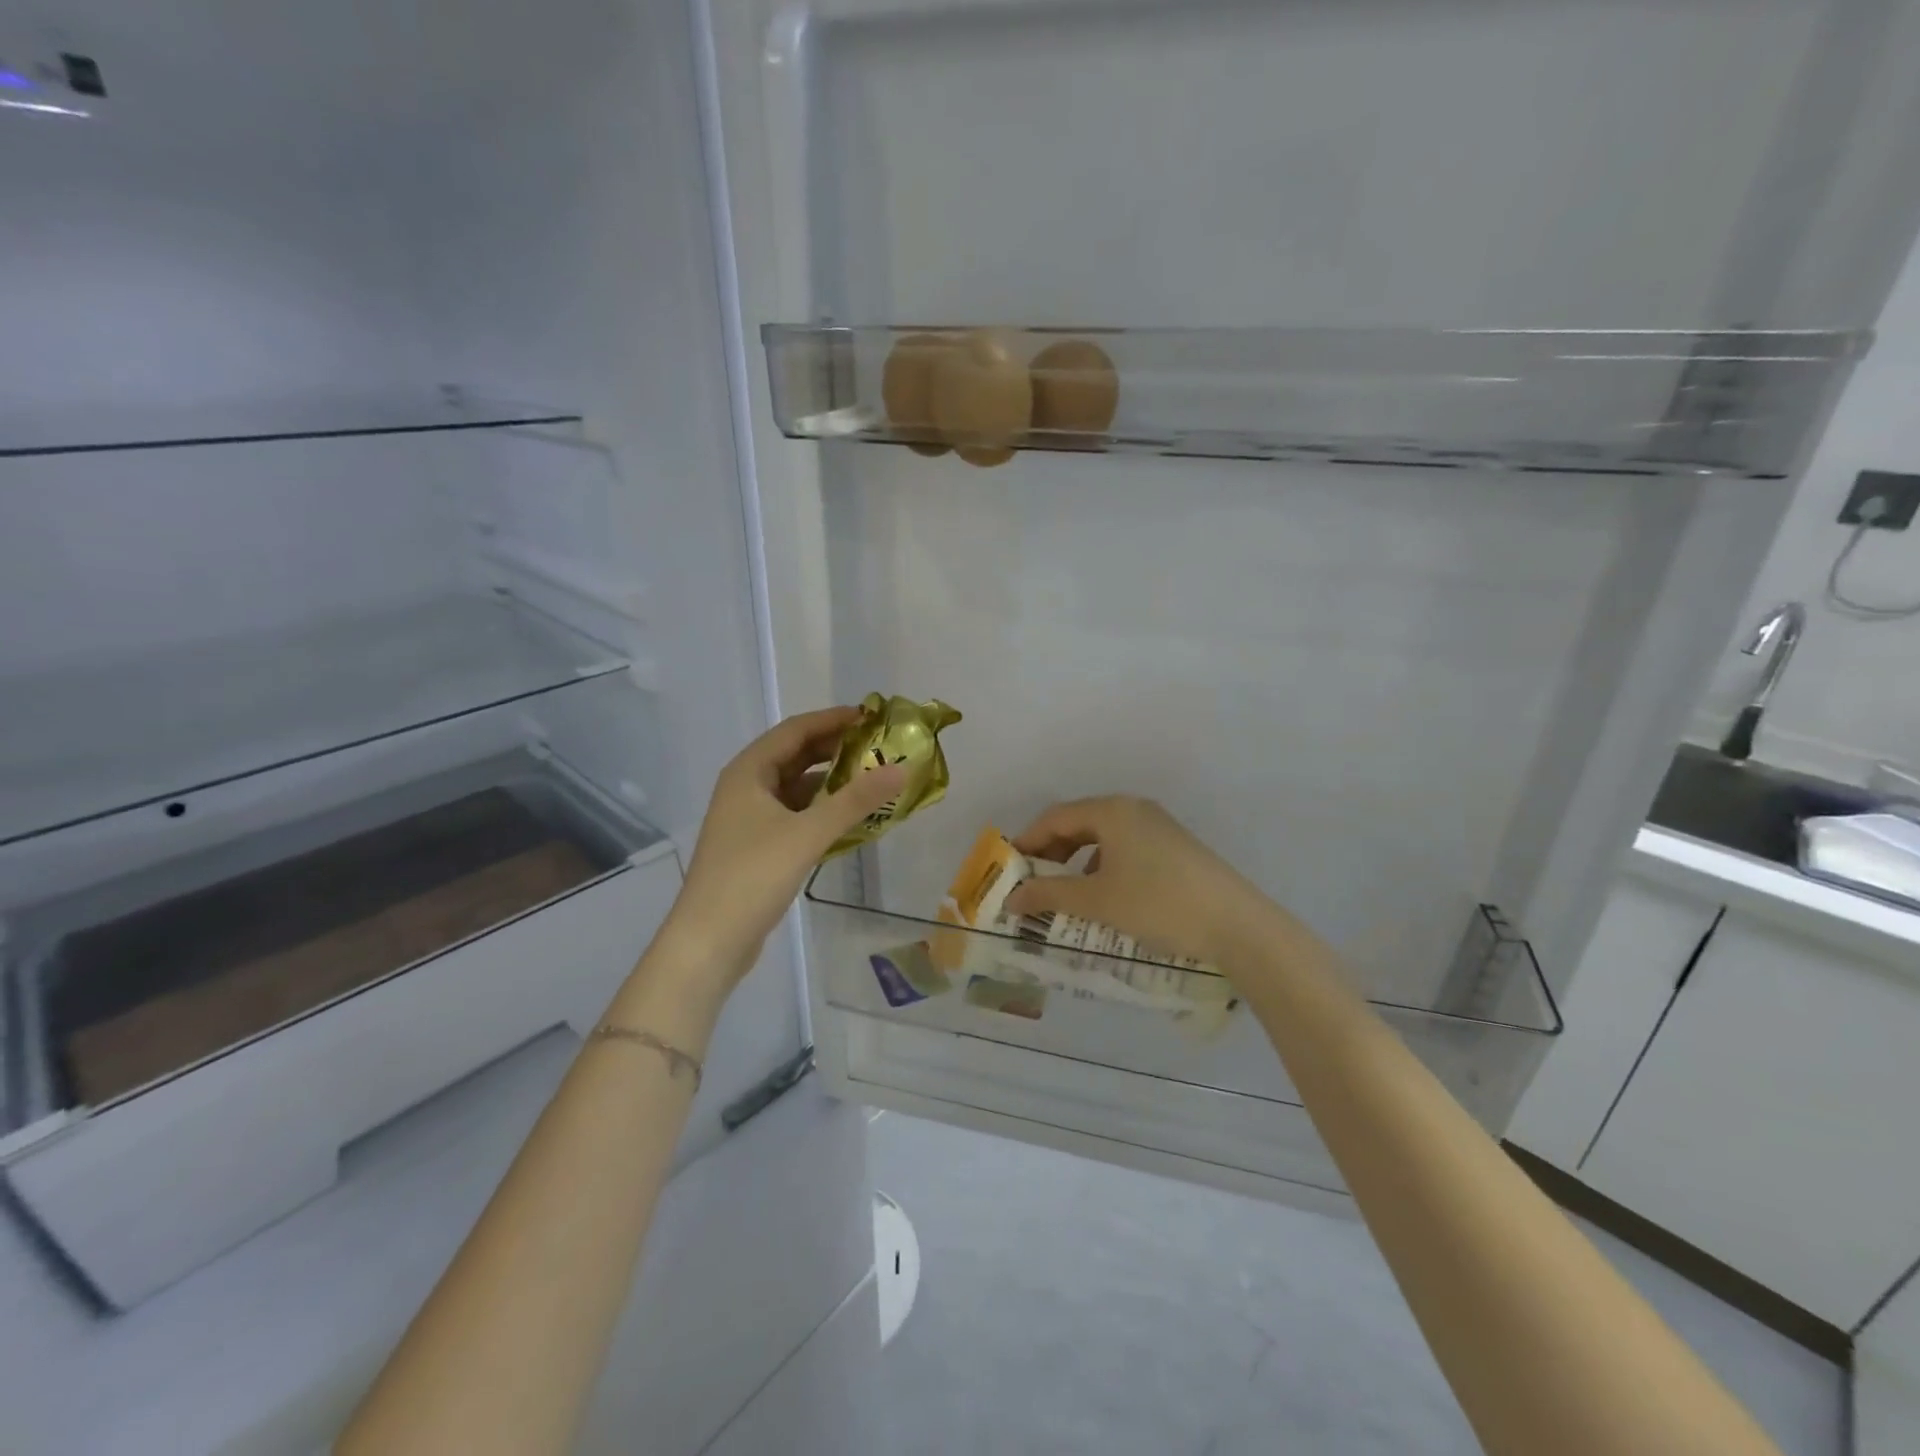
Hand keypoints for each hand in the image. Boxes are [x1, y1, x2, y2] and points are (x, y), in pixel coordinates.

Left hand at [656, 708, 906, 993]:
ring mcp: (750, 818)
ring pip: (797, 788)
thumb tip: (900, 768)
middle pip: (796, 756)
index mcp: (749, 772)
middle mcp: (746, 787)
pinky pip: (796, 815)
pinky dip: (823, 811)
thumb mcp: (808, 833)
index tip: (873, 717)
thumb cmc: (752, 876)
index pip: (795, 730)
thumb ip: (855, 800)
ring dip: (832, 783)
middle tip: (880, 748)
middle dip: (836, 750)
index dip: (833, 719)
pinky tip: (852, 820)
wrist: (709, 941)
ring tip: (873, 781)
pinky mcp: (757, 846)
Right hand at [1003, 796, 1277, 969]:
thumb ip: (1050, 896)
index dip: (1028, 842)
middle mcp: (1134, 809)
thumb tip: (1011, 898)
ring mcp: (1159, 826)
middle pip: (1079, 823)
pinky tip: (1105, 896)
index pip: (1055, 817)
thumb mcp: (1097, 901)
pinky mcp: (1175, 847)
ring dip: (1077, 862)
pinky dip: (1104, 867)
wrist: (1237, 925)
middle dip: (1052, 853)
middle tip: (1034, 883)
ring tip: (1065, 894)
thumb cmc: (1158, 904)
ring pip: (1103, 837)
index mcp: (1112, 811)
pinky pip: (1126, 848)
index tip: (1010, 870)